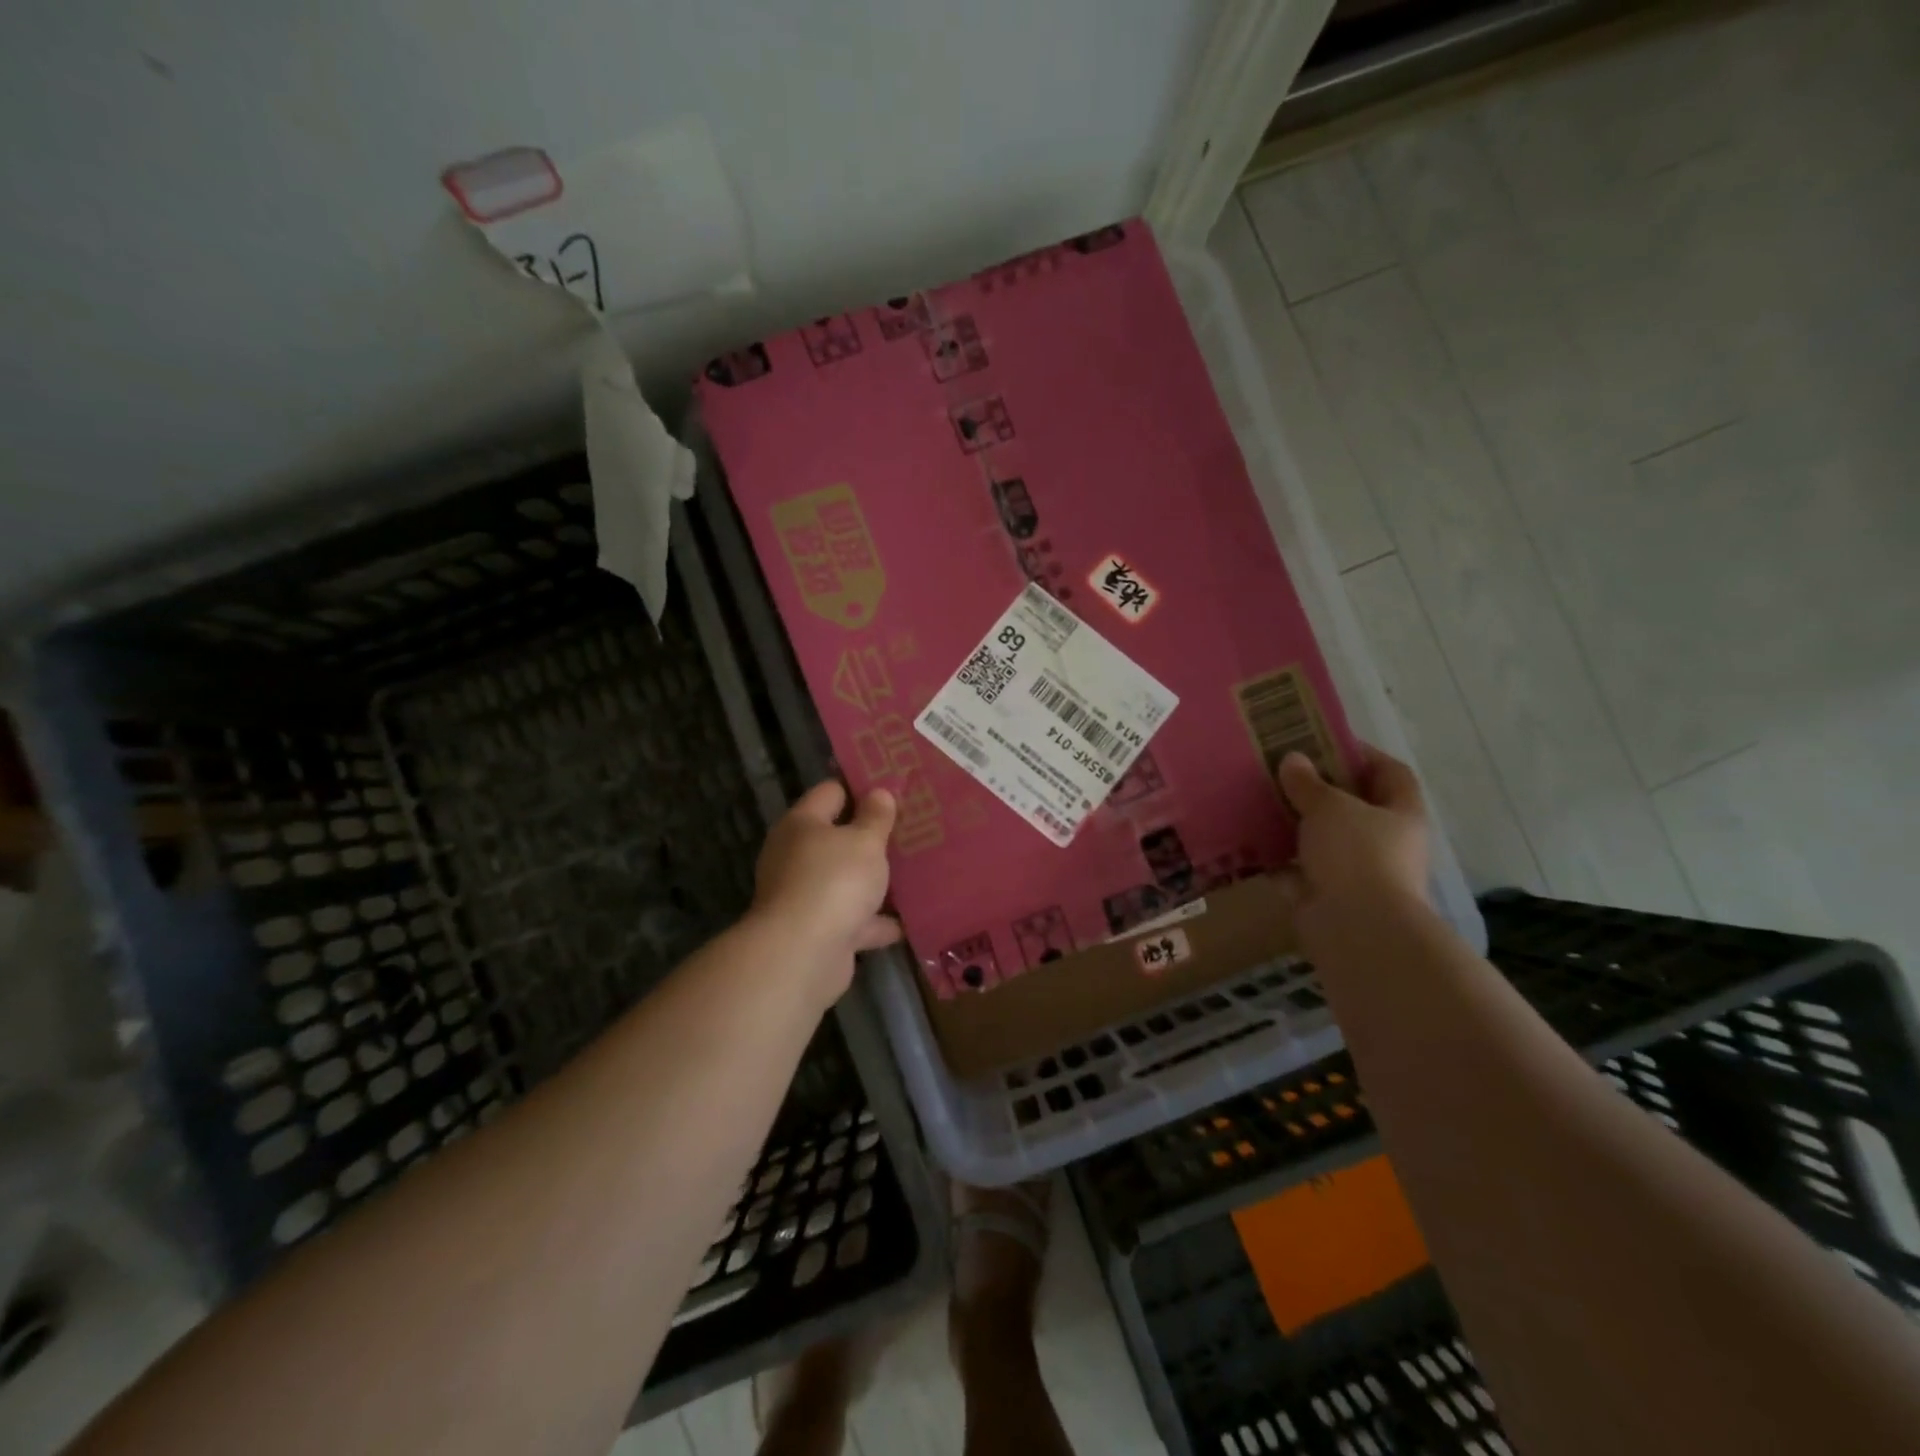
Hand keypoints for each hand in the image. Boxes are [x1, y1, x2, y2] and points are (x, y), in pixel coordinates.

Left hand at [751, 780, 901, 1001]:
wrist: (803, 954)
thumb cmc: (834, 881)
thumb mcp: (864, 841)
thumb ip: (876, 817)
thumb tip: (879, 792)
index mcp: (802, 824)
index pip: (831, 792)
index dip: (861, 788)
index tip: (894, 790)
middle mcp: (797, 856)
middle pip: (838, 838)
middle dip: (872, 837)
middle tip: (911, 830)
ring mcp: (805, 896)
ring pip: (846, 880)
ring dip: (875, 881)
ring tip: (915, 872)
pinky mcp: (818, 931)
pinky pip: (853, 919)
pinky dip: (876, 921)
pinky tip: (908, 920)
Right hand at [1276, 746, 1430, 947]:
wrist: (1356, 928)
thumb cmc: (1356, 855)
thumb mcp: (1330, 807)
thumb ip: (1309, 783)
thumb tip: (1293, 760)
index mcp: (1401, 814)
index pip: (1390, 773)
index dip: (1362, 754)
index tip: (1323, 741)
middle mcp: (1384, 841)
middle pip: (1353, 806)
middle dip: (1319, 790)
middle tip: (1282, 771)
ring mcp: (1355, 871)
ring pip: (1322, 838)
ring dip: (1295, 824)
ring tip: (1260, 801)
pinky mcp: (1325, 894)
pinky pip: (1297, 869)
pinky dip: (1277, 858)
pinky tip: (1249, 841)